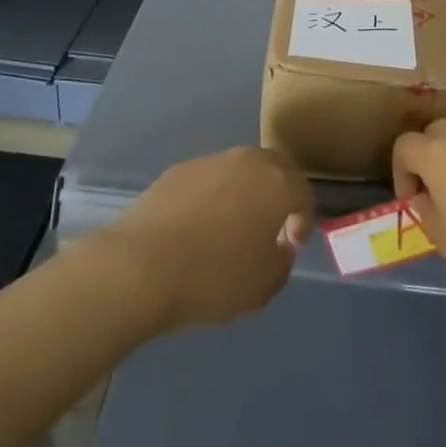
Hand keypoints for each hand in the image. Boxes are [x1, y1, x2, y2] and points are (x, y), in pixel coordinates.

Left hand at [95, 146, 312, 333]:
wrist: (142, 265)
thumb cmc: (213, 277)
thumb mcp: (263, 286)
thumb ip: (282, 261)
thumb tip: (280, 245)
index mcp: (277, 184)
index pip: (304, 193)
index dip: (304, 219)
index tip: (292, 243)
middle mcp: (248, 161)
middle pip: (275, 168)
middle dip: (279, 192)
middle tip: (271, 224)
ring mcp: (212, 161)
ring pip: (241, 169)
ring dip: (245, 191)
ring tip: (232, 225)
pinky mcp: (180, 169)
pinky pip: (209, 178)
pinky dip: (213, 195)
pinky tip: (198, 224)